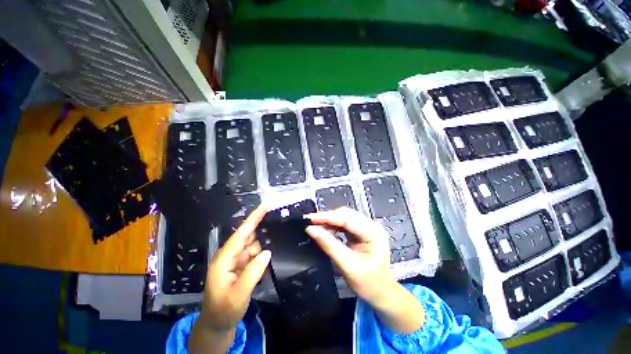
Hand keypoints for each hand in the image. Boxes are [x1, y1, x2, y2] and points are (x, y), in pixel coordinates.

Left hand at [189, 205, 270, 352]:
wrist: (217, 324)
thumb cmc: (224, 310)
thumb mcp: (238, 295)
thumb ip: (252, 273)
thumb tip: (267, 252)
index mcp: (224, 259)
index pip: (241, 233)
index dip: (254, 218)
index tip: (265, 205)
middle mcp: (230, 255)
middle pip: (249, 236)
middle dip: (263, 228)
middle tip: (279, 222)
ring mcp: (236, 260)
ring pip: (254, 244)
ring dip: (265, 242)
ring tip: (279, 239)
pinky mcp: (242, 265)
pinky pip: (255, 254)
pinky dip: (263, 252)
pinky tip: (271, 254)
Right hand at [306, 207, 424, 333]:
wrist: (381, 293)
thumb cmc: (368, 284)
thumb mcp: (347, 266)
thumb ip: (329, 246)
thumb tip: (310, 229)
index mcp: (373, 232)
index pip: (347, 219)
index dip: (327, 217)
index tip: (309, 218)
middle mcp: (371, 225)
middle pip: (345, 214)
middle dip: (326, 218)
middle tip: (310, 222)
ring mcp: (367, 227)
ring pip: (344, 217)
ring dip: (328, 221)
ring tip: (314, 226)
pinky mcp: (361, 231)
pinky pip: (344, 223)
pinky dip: (333, 226)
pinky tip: (324, 230)